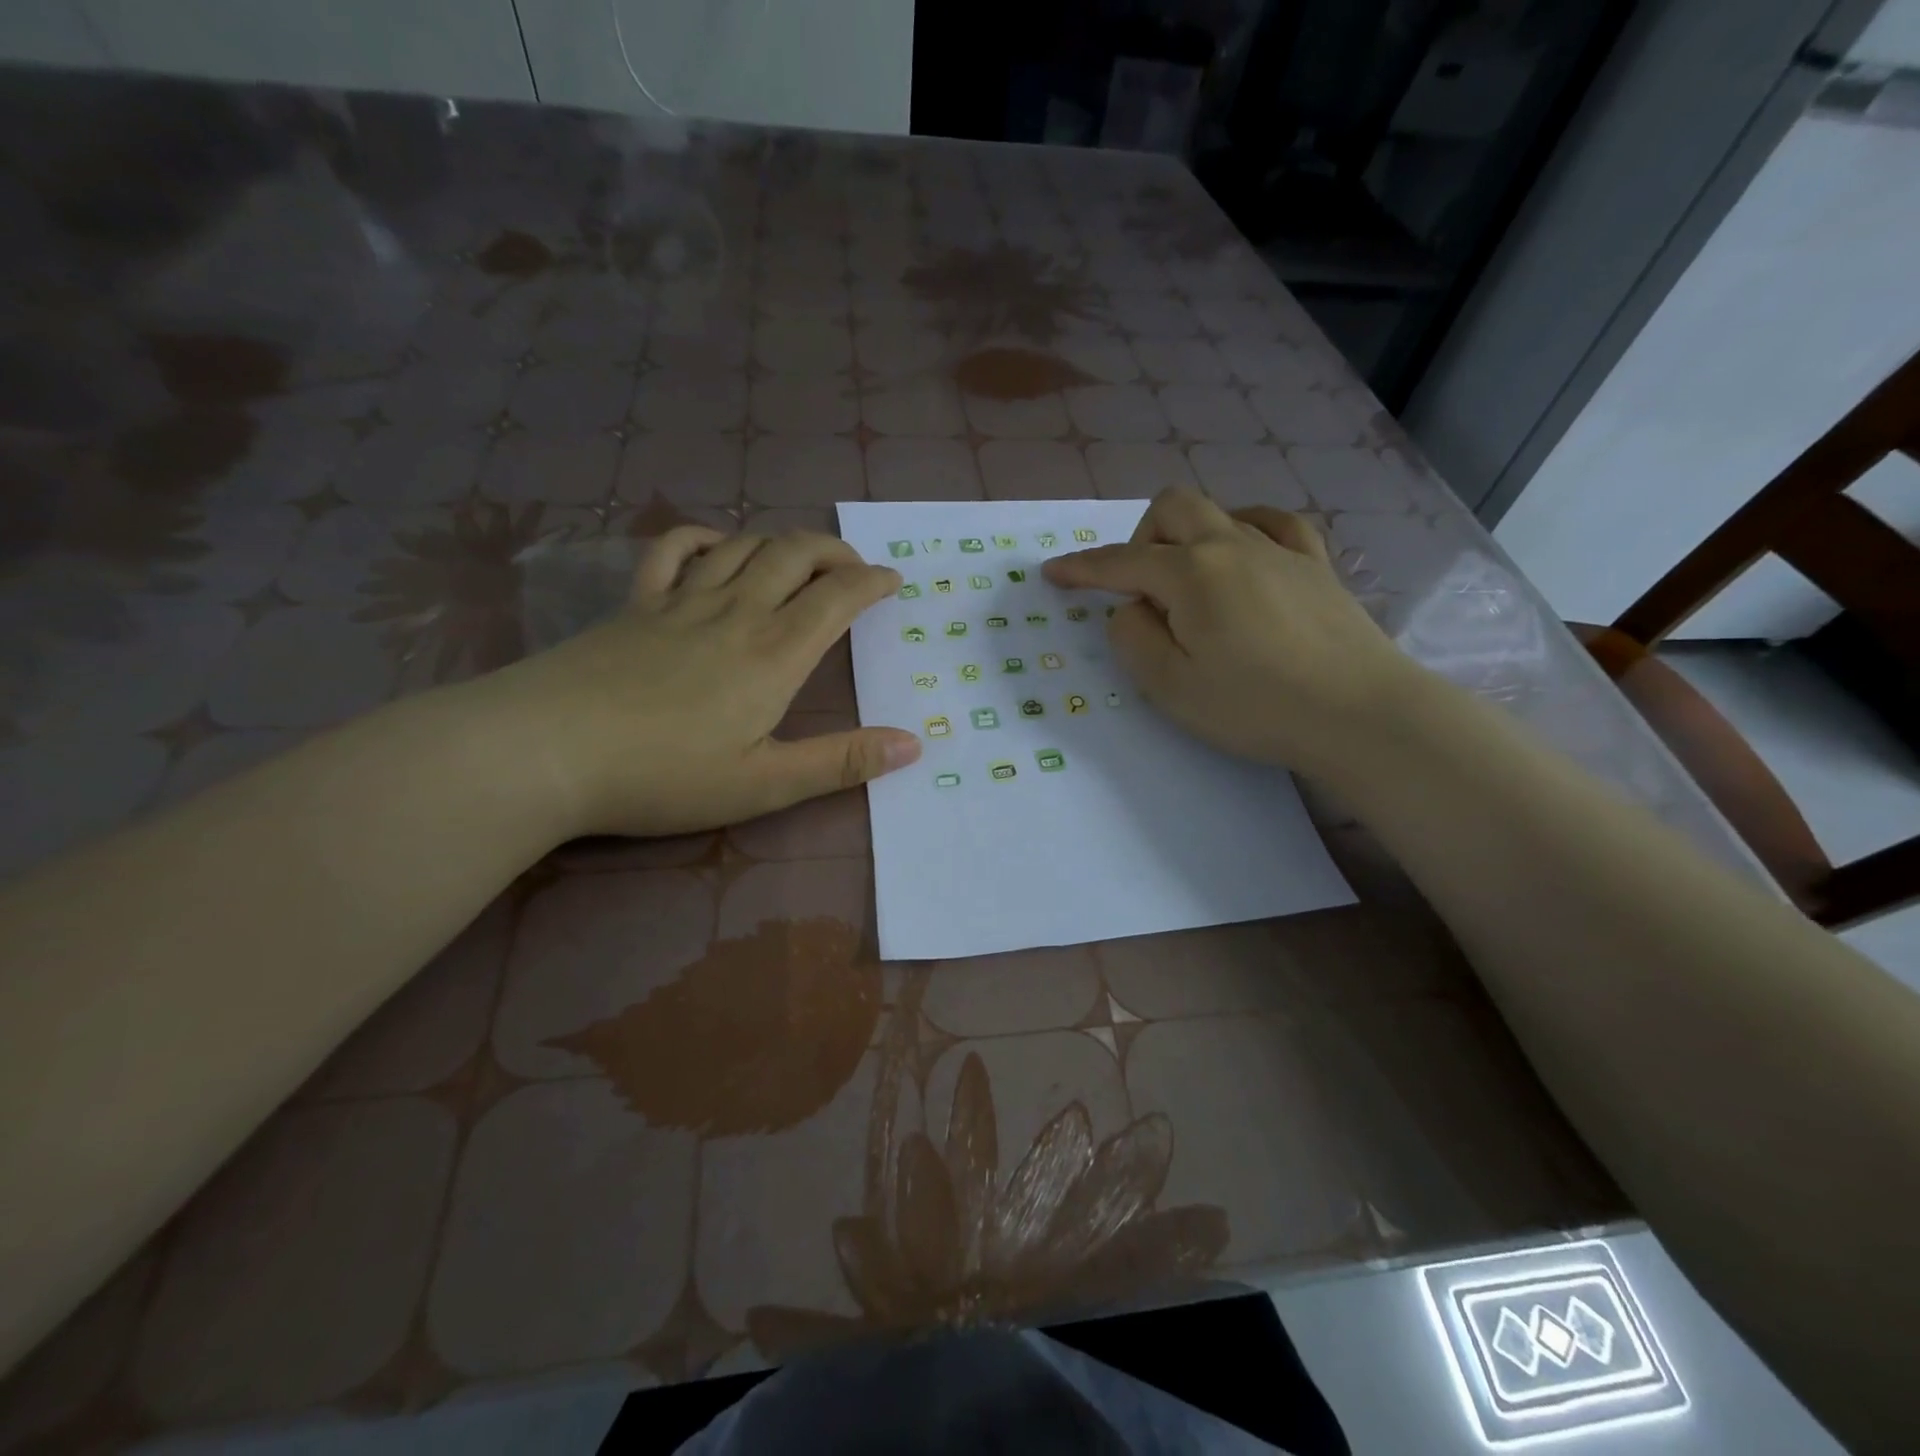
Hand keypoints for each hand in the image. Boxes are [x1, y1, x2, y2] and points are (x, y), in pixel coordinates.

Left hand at [478, 526, 920, 837]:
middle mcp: (735, 612)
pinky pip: (674, 549)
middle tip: (854, 567)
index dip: (871, 582)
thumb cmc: (665, 775)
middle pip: (795, 554)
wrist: (547, 751)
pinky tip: (718, 548)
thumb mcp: (766, 784)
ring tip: (800, 559)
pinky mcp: (635, 604)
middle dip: (835, 552)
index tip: (892, 582)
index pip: (837, 598)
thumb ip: (842, 762)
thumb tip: (914, 743)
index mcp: (774, 654)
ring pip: (744, 545)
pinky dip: (705, 537)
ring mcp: (681, 601)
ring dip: (782, 542)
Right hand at [1042, 488, 1415, 777]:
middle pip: (1171, 508)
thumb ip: (1133, 638)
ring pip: (1219, 512)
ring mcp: (1280, 550)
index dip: (1081, 568)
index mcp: (1190, 573)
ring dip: (1188, 537)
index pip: (1120, 563)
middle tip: (1140, 590)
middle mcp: (1231, 545)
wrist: (1359, 713)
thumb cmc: (1254, 705)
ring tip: (1189, 583)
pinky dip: (1246, 529)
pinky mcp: (1316, 566)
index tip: (1052, 573)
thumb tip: (1132, 610)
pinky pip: (1274, 524)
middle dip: (1140, 539)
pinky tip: (1244, 553)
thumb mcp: (1169, 685)